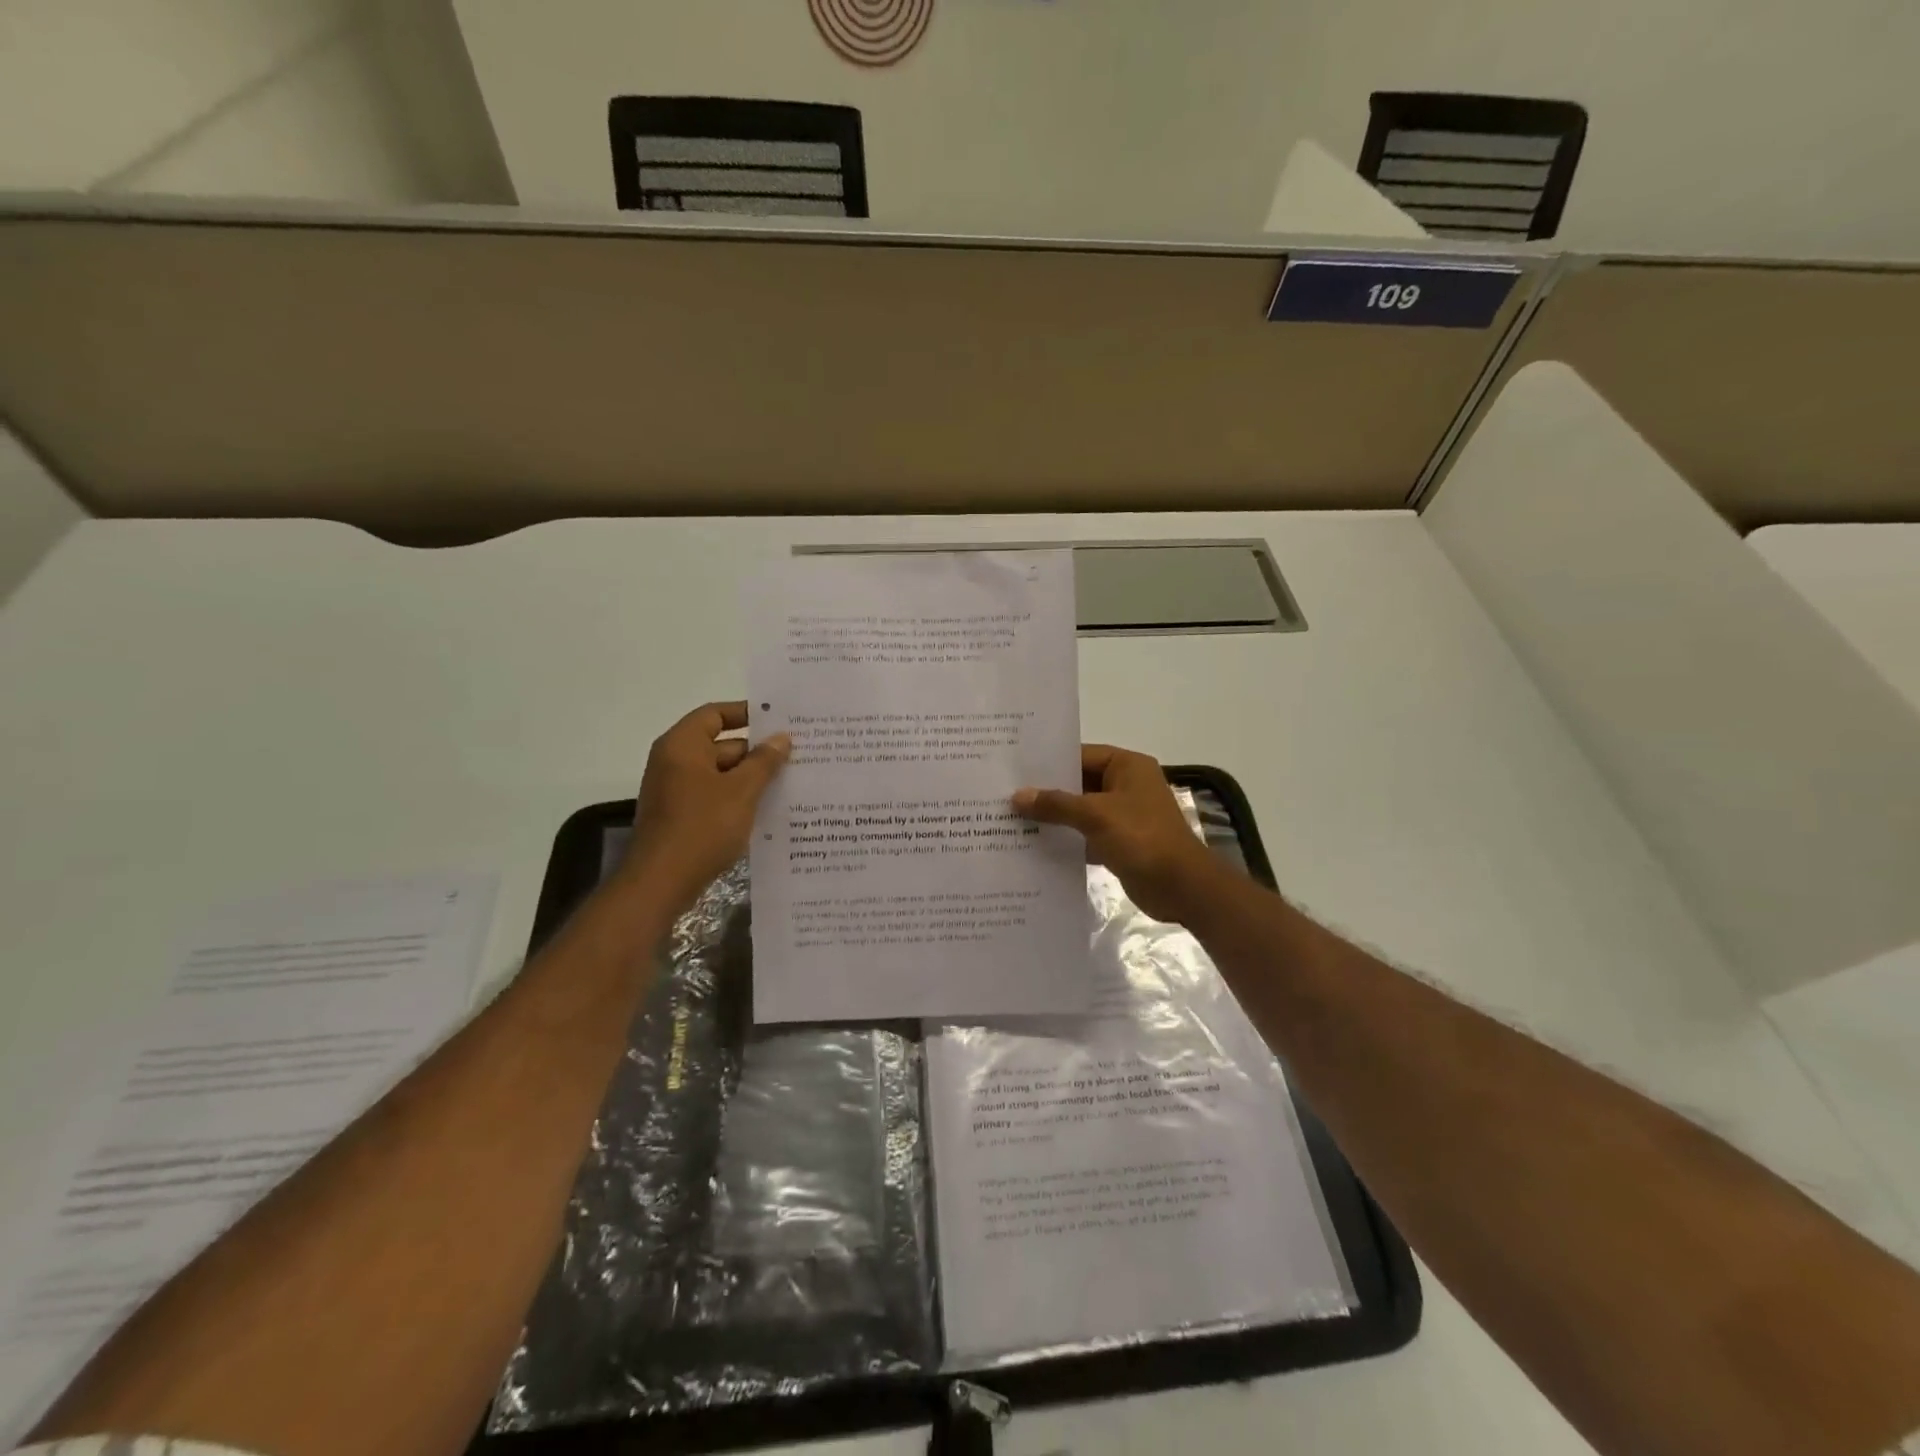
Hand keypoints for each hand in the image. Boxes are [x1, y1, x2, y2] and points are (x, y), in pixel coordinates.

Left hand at [623, 701, 789, 911]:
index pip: (715, 714)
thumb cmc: (702, 827)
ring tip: (789, 782)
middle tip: (795, 755)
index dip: (745, 713)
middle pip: (720, 745)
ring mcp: (675, 791)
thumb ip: (764, 761)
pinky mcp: (680, 816)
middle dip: (756, 752)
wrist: (661, 882)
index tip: (778, 719)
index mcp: (682, 746)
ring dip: (750, 778)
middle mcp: (673, 762)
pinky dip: (737, 798)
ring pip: (719, 774)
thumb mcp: (742, 791)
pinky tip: (766, 809)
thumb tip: (781, 737)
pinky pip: (713, 796)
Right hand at [1012, 745, 1223, 922]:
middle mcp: (1126, 785)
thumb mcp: (1096, 815)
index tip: (1015, 768)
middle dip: (1047, 791)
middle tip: (1005, 793)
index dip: (1049, 762)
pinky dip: (1066, 838)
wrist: (1181, 887)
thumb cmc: (1142, 838)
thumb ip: (1056, 804)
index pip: (1081, 755)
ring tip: (1012, 818)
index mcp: (1127, 766)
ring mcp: (1123, 814)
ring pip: (1080, 810)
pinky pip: (1086, 833)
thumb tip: (1017, 796)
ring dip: (1054, 816)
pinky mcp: (1119, 841)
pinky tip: (1034, 844)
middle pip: (1079, 782)